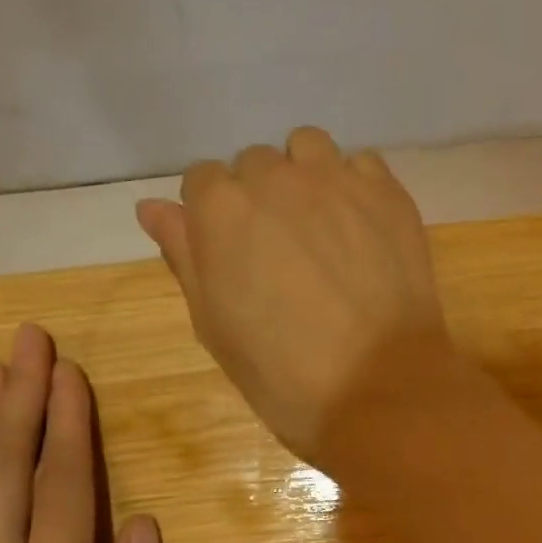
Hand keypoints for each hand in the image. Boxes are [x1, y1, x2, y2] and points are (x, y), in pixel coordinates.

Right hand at [136, 127, 448, 461]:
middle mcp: (276, 178)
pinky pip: (361, 164)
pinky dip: (354, 186)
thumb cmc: (286, 377)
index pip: (202, 182)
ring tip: (320, 231)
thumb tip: (153, 208)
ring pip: (308, 149)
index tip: (234, 257)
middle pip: (255, 165)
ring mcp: (338, 181)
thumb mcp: (216, 328)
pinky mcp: (389, 195)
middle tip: (281, 256)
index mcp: (221, 210)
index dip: (214, 219)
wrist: (380, 393)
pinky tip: (361, 230)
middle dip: (260, 200)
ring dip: (304, 177)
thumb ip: (185, 258)